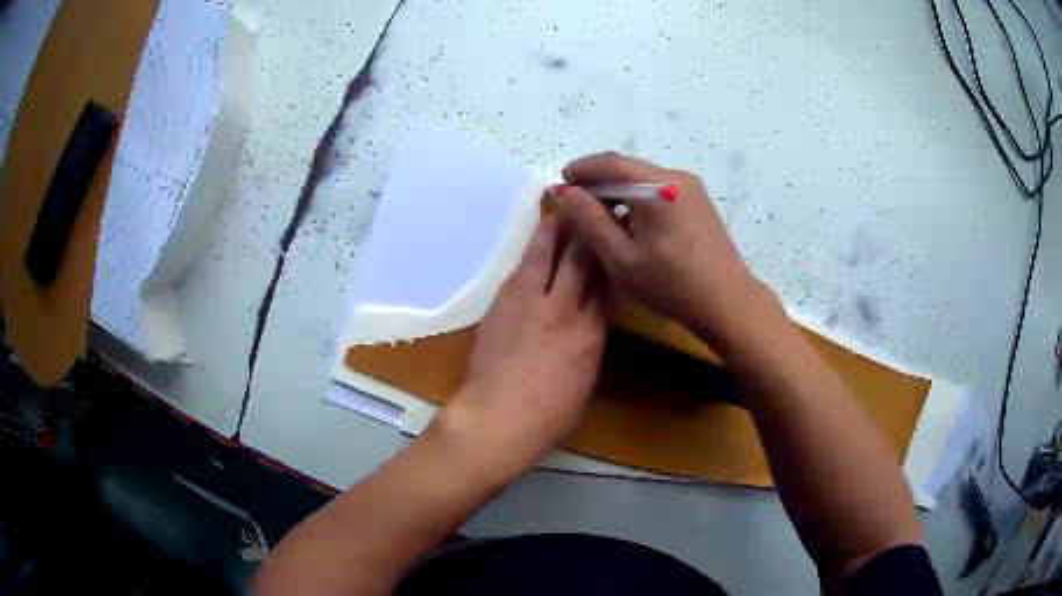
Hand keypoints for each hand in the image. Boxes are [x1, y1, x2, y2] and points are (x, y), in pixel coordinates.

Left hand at [430, 214, 606, 480]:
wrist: (497, 416)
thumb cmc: (548, 415)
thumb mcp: (585, 380)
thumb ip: (589, 345)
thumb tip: (589, 324)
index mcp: (591, 334)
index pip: (607, 285)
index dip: (612, 260)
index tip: (616, 241)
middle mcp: (565, 309)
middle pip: (582, 261)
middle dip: (590, 233)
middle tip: (596, 208)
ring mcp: (531, 302)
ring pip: (549, 255)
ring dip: (558, 229)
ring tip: (564, 208)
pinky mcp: (504, 302)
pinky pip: (522, 268)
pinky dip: (533, 250)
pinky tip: (538, 238)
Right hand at [558, 152, 773, 352]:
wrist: (726, 301)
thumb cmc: (671, 283)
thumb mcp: (621, 257)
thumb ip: (591, 221)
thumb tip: (568, 193)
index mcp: (657, 186)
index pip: (610, 163)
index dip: (581, 170)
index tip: (560, 183)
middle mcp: (675, 177)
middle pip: (628, 168)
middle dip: (598, 180)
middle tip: (576, 201)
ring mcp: (691, 188)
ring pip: (643, 179)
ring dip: (618, 190)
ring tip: (599, 215)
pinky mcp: (698, 202)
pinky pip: (659, 190)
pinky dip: (638, 198)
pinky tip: (630, 222)